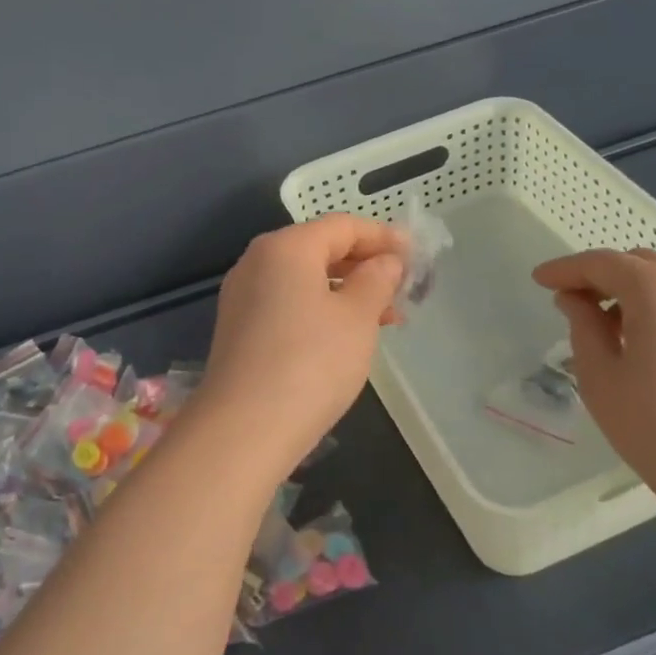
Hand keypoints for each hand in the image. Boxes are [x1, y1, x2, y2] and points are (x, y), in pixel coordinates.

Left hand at [196, 215, 405, 469]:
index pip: (342, 225)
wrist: (244, 428)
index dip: (383, 236)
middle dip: (365, 266)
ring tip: (386, 318)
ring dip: (347, 291)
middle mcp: (257, 261)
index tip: (415, 256)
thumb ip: (377, 280)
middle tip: (403, 290)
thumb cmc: (311, 362)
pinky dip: (320, 309)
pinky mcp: (239, 328)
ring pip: (305, 279)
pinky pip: (287, 303)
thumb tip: (386, 261)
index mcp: (286, 247)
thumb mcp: (357, 317)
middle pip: (320, 249)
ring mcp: (243, 296)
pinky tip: (346, 336)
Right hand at [532, 248, 655, 521]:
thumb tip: (576, 300)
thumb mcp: (601, 379)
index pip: (603, 263)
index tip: (541, 280)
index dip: (566, 269)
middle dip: (607, 277)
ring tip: (628, 333)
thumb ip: (583, 326)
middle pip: (645, 264)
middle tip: (581, 305)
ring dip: (647, 295)